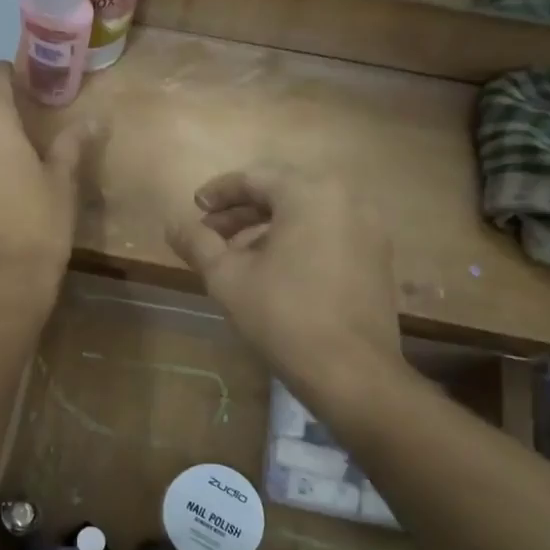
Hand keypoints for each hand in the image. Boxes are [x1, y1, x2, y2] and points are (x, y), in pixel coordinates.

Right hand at [164, 168, 403, 396]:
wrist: (351, 372)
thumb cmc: (283, 316)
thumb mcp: (227, 278)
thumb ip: (197, 243)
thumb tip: (172, 223)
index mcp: (311, 194)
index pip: (256, 177)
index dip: (219, 192)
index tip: (194, 208)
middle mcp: (347, 199)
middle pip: (283, 192)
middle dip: (241, 211)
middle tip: (210, 234)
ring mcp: (368, 229)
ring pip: (307, 215)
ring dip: (267, 228)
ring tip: (236, 257)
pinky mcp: (377, 258)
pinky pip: (328, 234)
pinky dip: (296, 242)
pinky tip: (273, 272)